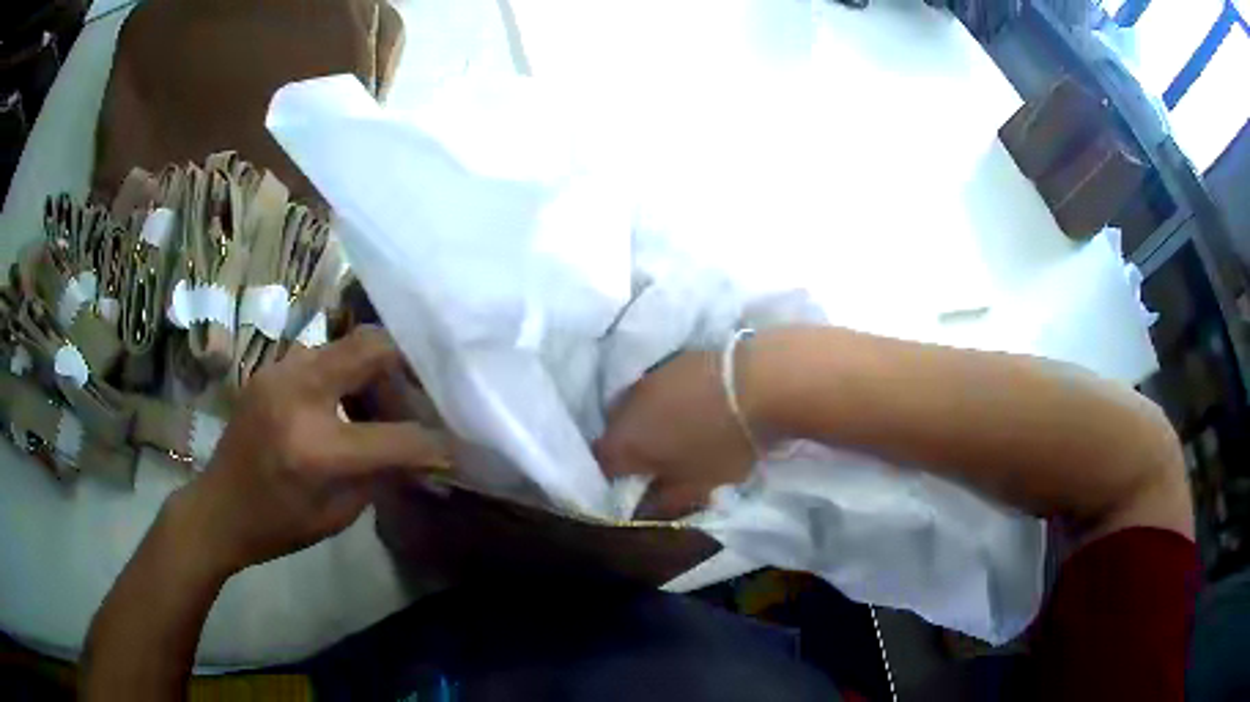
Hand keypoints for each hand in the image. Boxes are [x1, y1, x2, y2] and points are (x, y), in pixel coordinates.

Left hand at [168, 327, 449, 576]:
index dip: (435, 443)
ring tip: (378, 405)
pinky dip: (344, 374)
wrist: (217, 508)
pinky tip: (343, 404)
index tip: (456, 446)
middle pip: (372, 348)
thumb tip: (424, 455)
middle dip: (406, 369)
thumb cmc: (278, 526)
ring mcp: (280, 372)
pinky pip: (322, 356)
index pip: (396, 435)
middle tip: (416, 400)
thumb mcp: (339, 513)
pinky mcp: (270, 368)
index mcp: (315, 448)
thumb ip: (383, 475)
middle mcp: (297, 394)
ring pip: (347, 345)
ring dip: (373, 371)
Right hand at [594, 350, 757, 518]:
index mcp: (623, 442)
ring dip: (652, 421)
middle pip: (617, 432)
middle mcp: (625, 406)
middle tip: (660, 461)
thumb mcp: (699, 485)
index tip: (638, 486)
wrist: (761, 381)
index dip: (616, 479)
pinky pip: (660, 387)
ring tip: (681, 431)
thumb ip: (666, 501)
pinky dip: (670, 399)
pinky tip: (696, 405)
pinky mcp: (673, 358)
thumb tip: (647, 508)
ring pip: (638, 406)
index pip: (602, 466)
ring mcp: (648, 377)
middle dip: (632, 448)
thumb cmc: (725, 443)